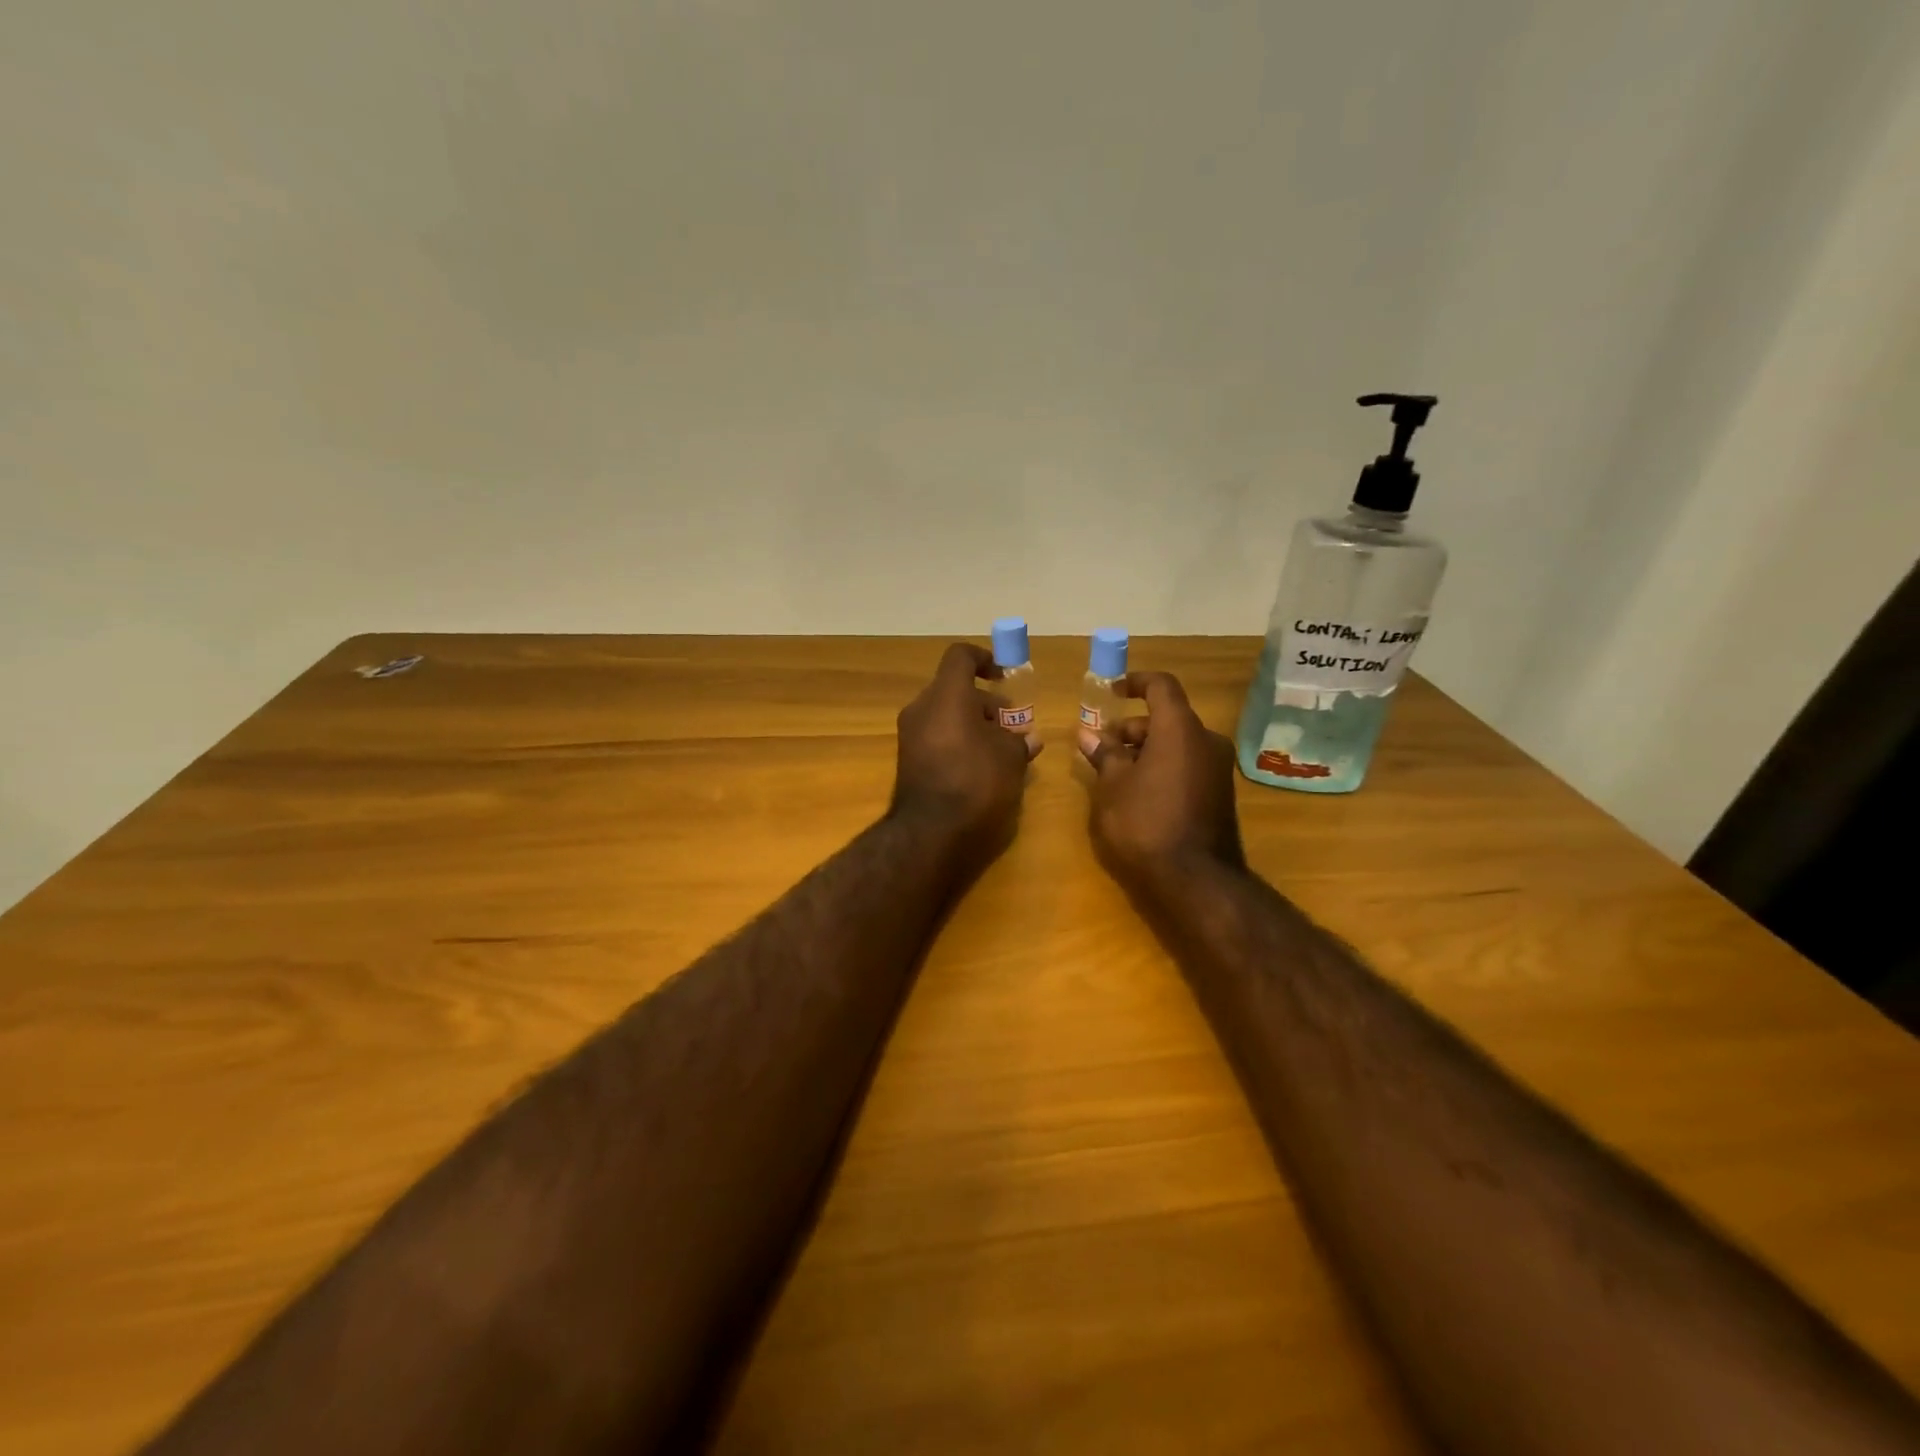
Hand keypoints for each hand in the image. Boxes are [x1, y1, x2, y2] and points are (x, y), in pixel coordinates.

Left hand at [892, 642, 1040, 869]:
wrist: (930, 833)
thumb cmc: (976, 782)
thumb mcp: (1010, 758)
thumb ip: (1019, 741)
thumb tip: (1027, 739)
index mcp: (946, 695)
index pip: (960, 657)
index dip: (984, 659)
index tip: (1004, 676)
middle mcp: (922, 708)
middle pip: (955, 689)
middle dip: (986, 703)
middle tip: (1013, 726)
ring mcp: (910, 735)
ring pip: (946, 715)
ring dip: (973, 724)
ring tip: (1002, 750)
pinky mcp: (908, 761)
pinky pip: (937, 737)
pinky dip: (958, 741)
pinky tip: (982, 767)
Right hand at [1079, 671, 1244, 894]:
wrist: (1195, 880)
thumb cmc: (1145, 823)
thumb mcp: (1112, 787)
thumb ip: (1104, 755)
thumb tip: (1090, 735)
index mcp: (1179, 729)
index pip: (1161, 686)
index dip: (1135, 682)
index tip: (1112, 691)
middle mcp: (1206, 741)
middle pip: (1167, 718)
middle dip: (1133, 728)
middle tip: (1103, 747)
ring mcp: (1218, 769)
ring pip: (1178, 743)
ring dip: (1147, 749)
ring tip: (1115, 773)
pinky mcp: (1220, 794)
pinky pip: (1188, 765)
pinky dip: (1163, 766)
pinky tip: (1139, 792)